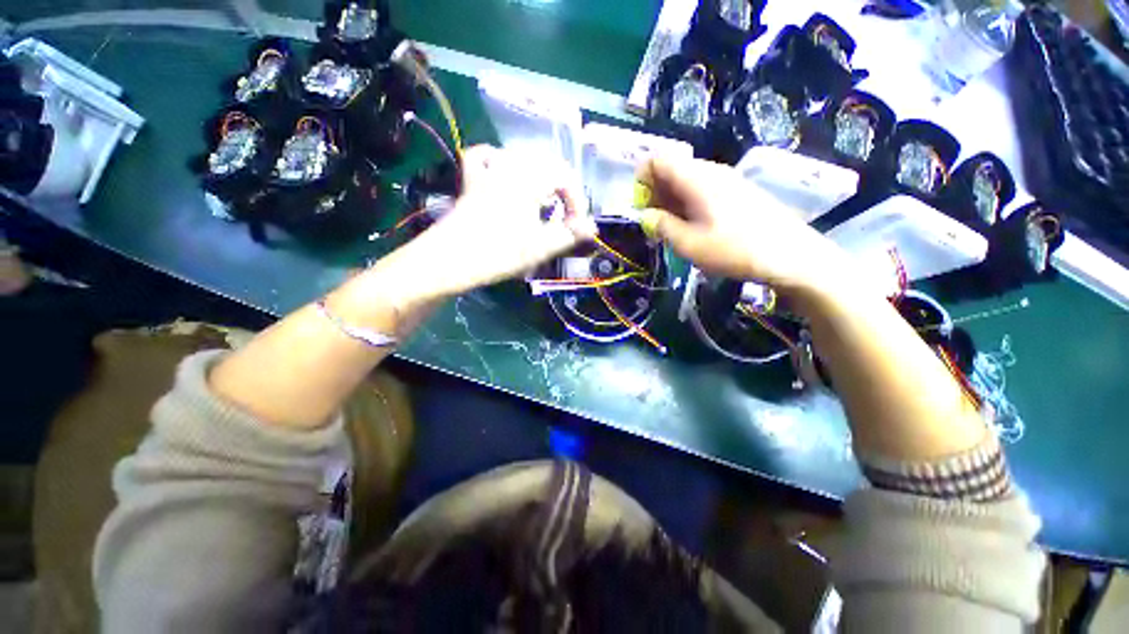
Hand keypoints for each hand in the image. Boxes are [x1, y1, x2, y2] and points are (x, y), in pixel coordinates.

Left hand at [386, 145, 596, 302]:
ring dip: (540, 178)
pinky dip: (500, 162)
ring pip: (521, 159)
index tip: (577, 227)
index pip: (565, 177)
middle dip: (562, 190)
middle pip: (546, 164)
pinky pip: (486, 158)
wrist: (446, 262)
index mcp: (529, 180)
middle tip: (565, 217)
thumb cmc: (496, 254)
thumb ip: (568, 235)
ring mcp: (487, 172)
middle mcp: (509, 167)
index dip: (577, 201)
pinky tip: (505, 174)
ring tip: (544, 202)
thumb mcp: (538, 248)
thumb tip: (593, 228)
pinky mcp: (471, 182)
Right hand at [637, 156, 850, 294]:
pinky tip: (693, 227)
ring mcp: (727, 180)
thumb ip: (662, 226)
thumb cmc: (735, 250)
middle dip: (654, 193)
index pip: (658, 159)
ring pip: (687, 181)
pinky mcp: (737, 192)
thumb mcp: (689, 244)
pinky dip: (688, 204)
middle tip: (653, 224)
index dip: (642, 179)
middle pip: (672, 169)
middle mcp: (711, 171)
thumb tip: (645, 216)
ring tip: (670, 229)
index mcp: (697, 178)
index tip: (640, 208)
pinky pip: (703, 189)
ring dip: (670, 201)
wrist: (791, 256)